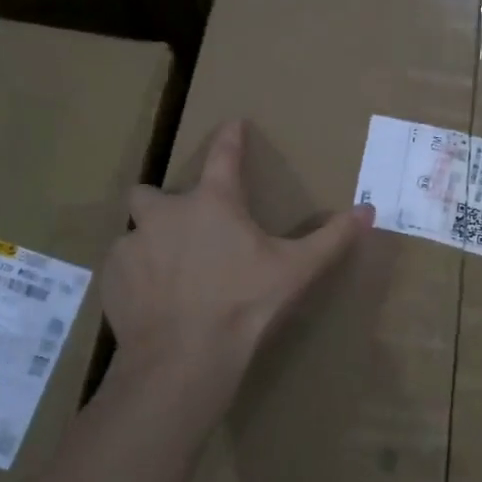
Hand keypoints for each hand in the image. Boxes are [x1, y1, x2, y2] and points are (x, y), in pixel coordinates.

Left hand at [103, 119, 373, 379]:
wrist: (184, 357)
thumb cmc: (245, 305)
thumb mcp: (296, 271)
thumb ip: (332, 238)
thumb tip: (369, 210)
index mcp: (213, 204)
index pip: (223, 156)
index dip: (230, 138)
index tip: (232, 124)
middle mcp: (165, 214)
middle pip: (151, 192)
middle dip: (163, 205)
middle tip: (184, 231)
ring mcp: (133, 244)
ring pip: (136, 233)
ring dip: (151, 246)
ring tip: (170, 277)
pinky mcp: (112, 278)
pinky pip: (122, 268)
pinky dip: (136, 278)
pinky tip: (152, 302)